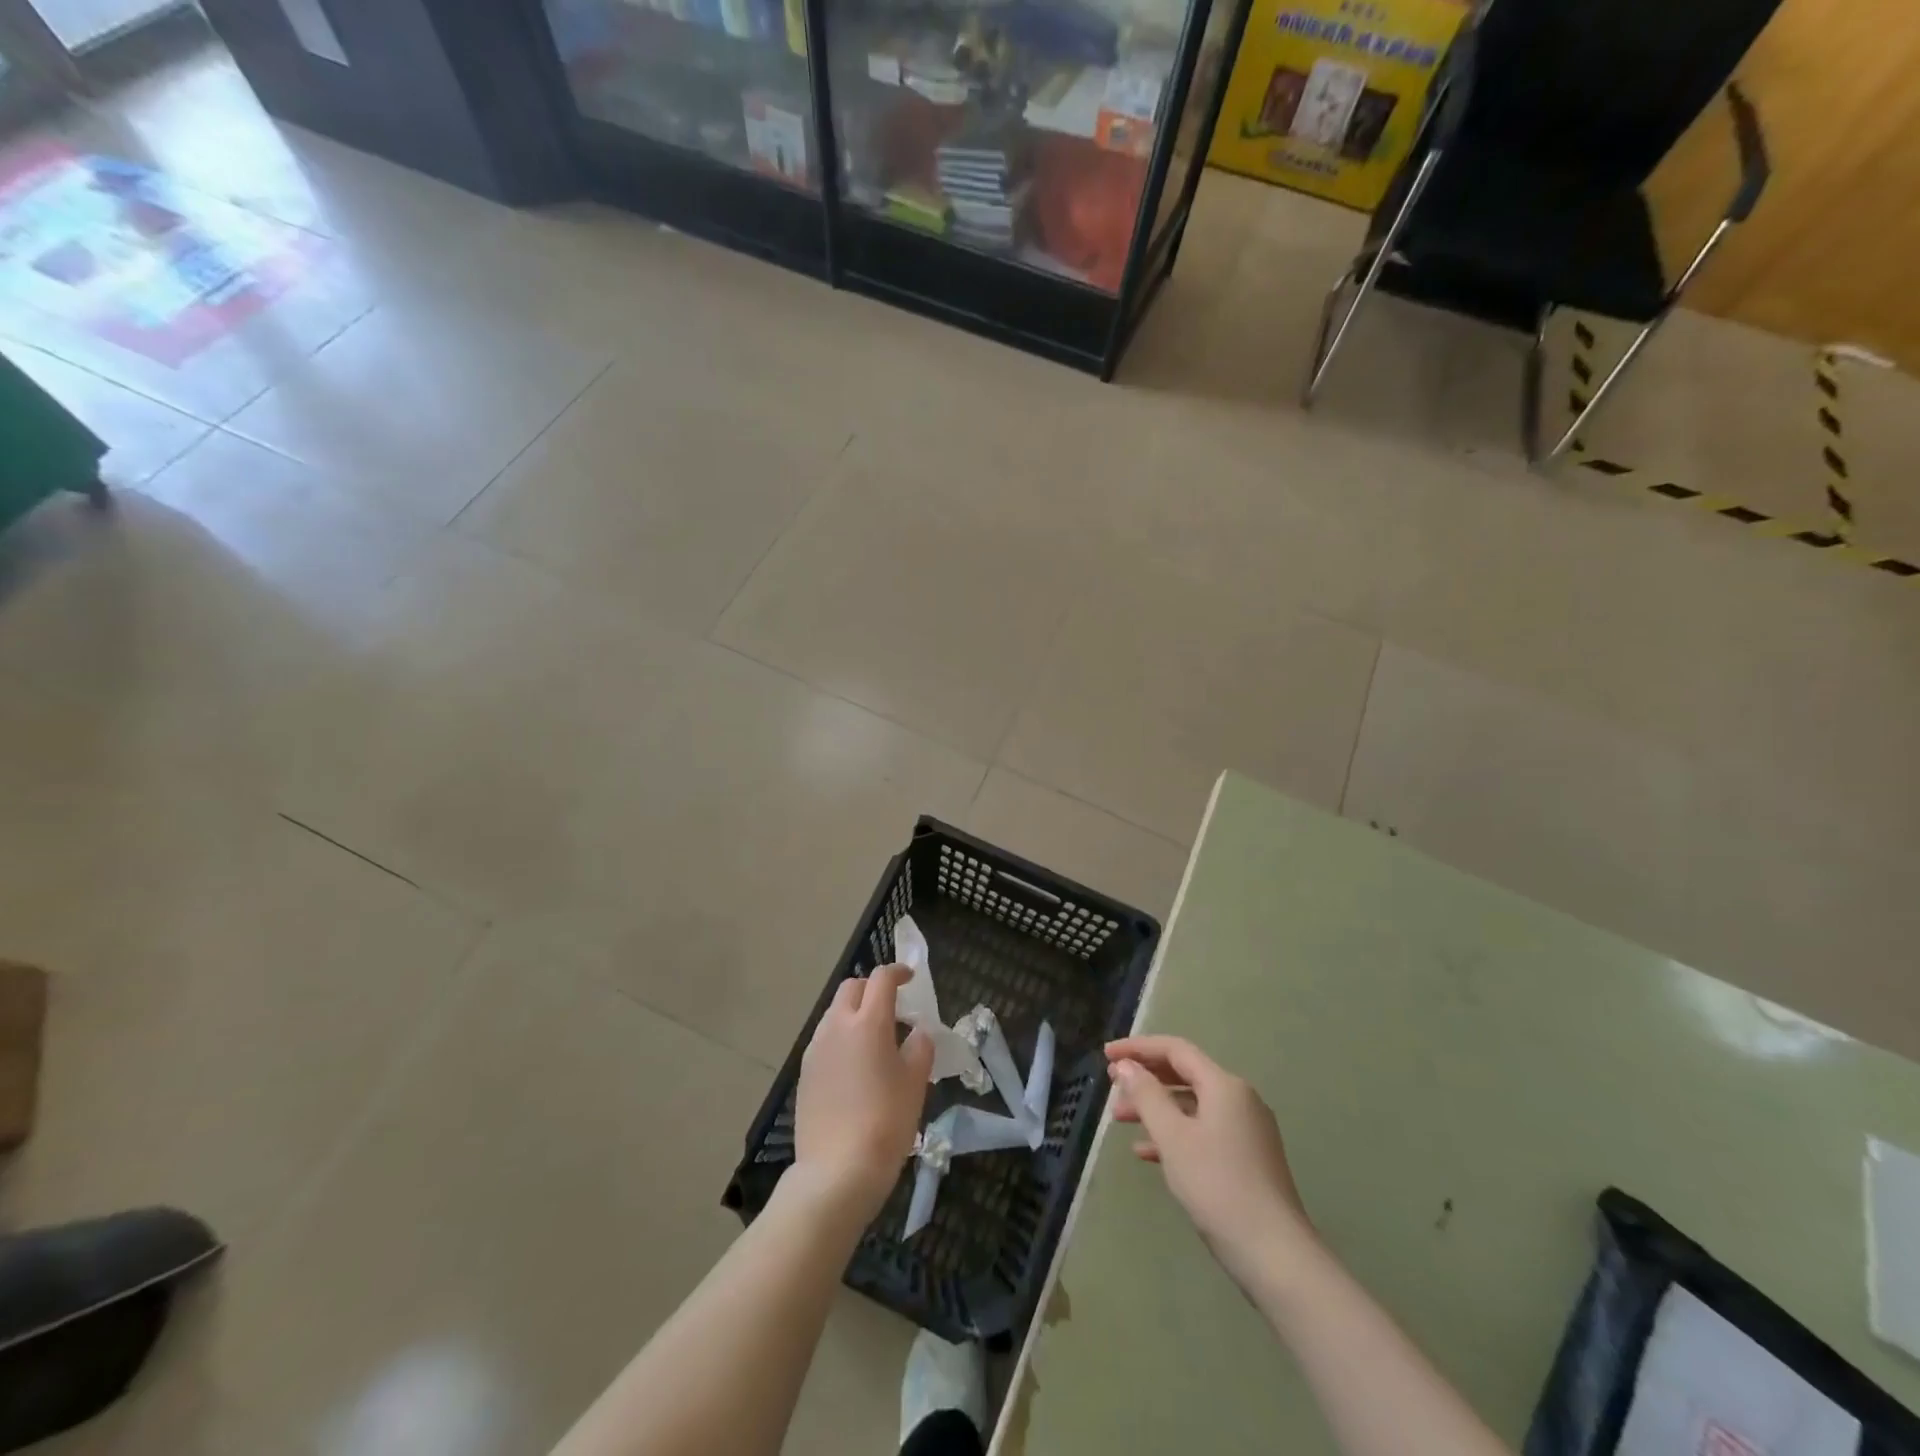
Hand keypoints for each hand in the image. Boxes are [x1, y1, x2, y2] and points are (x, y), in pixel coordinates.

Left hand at [794, 965, 934, 1219]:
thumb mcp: (916, 1082)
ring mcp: (816, 1048)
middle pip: (852, 988)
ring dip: (854, 1013)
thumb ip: (920, 1047)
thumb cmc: (886, 1121)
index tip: (910, 978)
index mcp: (868, 1022)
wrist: (837, 1170)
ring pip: (835, 1013)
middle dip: (872, 988)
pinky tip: (855, 1065)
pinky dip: (842, 1037)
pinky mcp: (805, 1072)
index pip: (881, 979)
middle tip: (892, 1007)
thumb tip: (917, 1032)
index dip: (898, 972)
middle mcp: (837, 1026)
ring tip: (874, 1039)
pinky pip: (825, 1039)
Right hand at [1106, 1035, 1318, 1295]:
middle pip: (1185, 1075)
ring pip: (1192, 1105)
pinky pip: (1203, 1131)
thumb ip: (1147, 1096)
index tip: (1106, 1056)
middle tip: (1111, 1085)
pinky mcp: (1247, 1159)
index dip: (1138, 1048)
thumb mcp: (1173, 1137)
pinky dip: (1174, 1134)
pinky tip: (1146, 1152)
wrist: (1275, 1255)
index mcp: (1225, 1086)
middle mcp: (1239, 1100)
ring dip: (1155, 1108)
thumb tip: (1126, 1066)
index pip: (1175, 1050)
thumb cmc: (1218, 1186)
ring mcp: (1246, 1131)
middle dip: (1146, 1078)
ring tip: (1120, 1119)